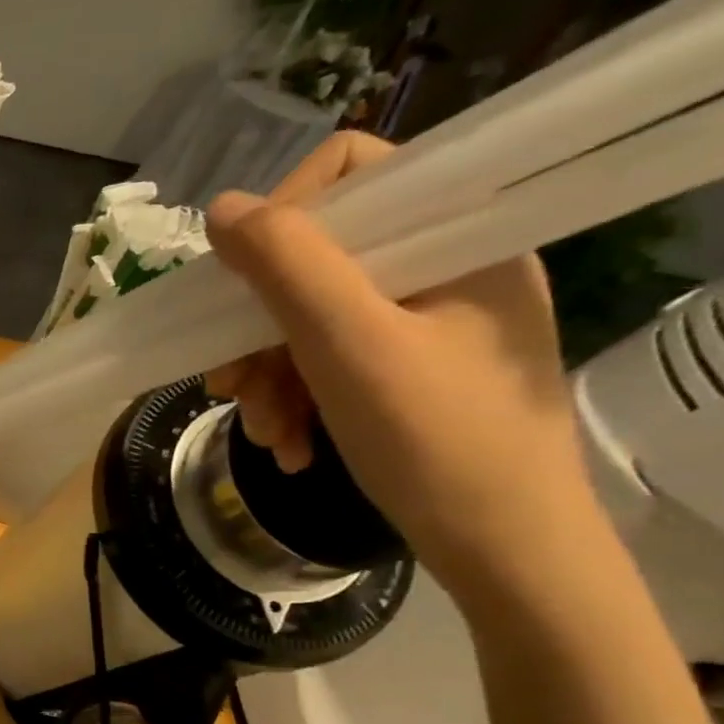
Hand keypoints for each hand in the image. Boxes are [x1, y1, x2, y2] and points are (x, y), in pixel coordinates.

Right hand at [204, 132, 595, 601]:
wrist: (502, 549)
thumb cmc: (435, 440)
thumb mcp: (347, 345)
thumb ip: (285, 266)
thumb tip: (220, 208)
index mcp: (458, 238)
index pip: (353, 174)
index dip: (282, 220)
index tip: (240, 289)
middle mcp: (446, 268)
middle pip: (320, 261)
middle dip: (261, 329)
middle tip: (229, 385)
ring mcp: (430, 323)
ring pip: (314, 320)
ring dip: (271, 377)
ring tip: (266, 433)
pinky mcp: (413, 370)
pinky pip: (332, 361)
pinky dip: (299, 399)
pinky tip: (291, 444)